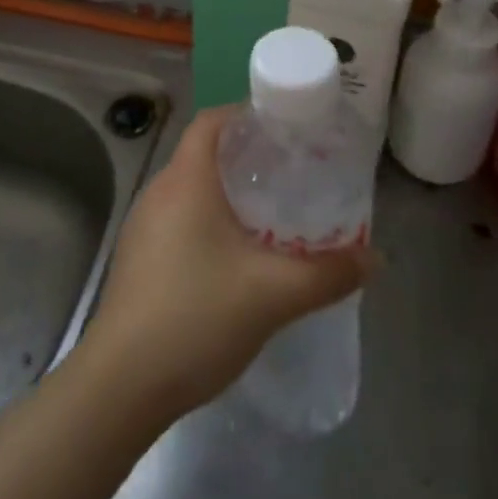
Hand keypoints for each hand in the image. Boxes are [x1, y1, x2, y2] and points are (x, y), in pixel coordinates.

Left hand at [82, 106, 375, 420]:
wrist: (122, 383)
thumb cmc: (196, 316)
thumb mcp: (273, 294)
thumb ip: (327, 273)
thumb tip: (375, 259)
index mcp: (186, 179)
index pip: (212, 121)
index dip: (247, 116)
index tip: (286, 130)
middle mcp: (159, 192)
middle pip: (204, 153)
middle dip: (247, 157)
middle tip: (292, 173)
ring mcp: (143, 226)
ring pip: (191, 190)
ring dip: (228, 193)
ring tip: (272, 213)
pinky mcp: (138, 258)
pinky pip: (179, 220)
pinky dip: (210, 221)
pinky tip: (236, 257)